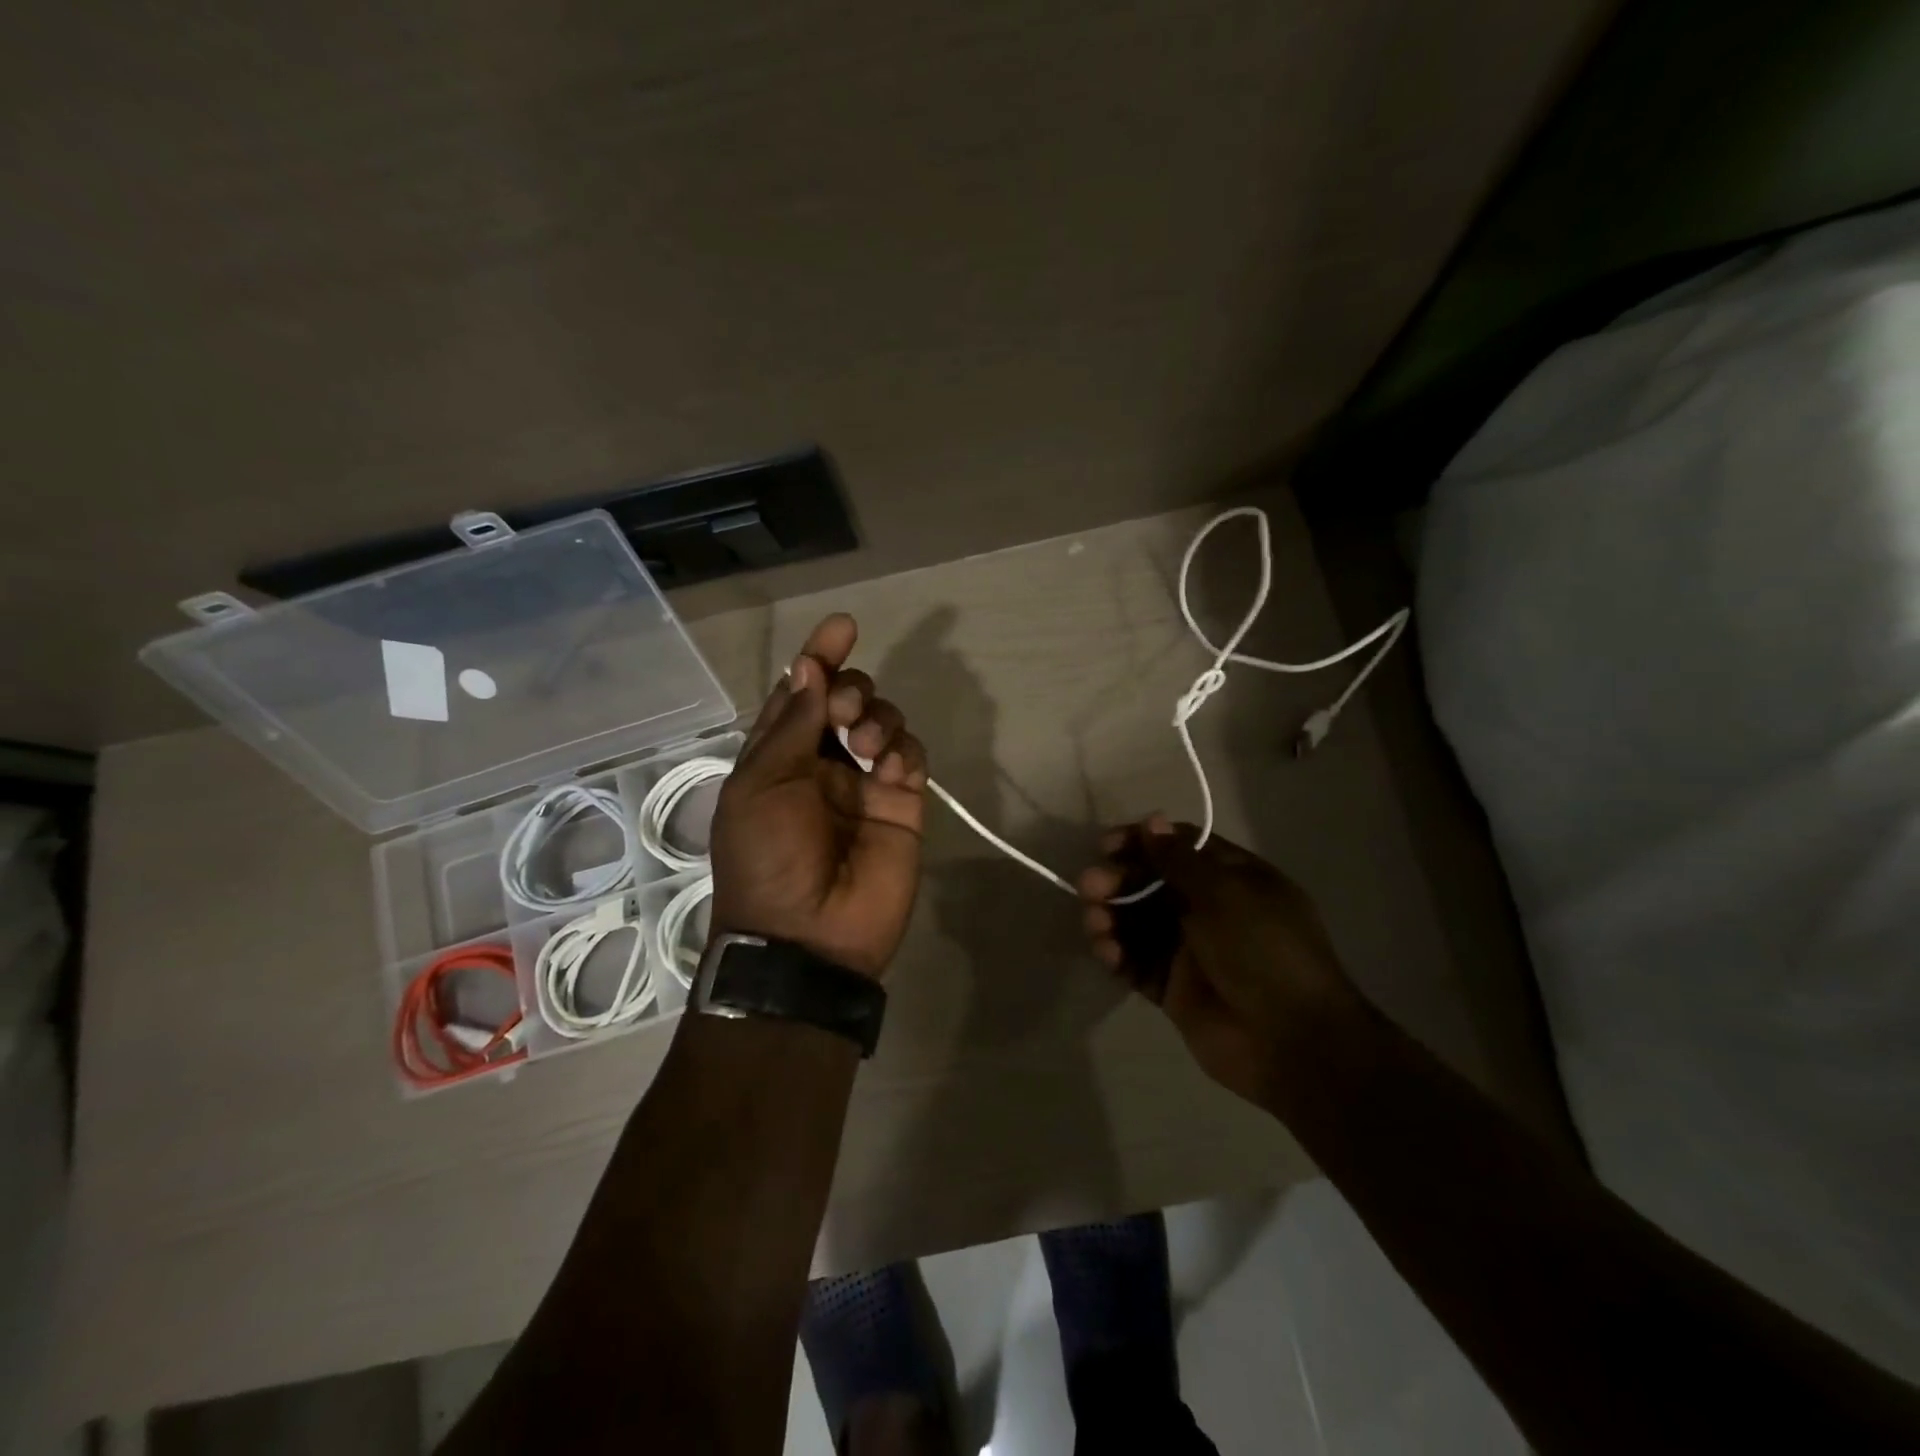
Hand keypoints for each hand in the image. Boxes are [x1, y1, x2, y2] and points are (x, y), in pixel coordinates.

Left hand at [710, 614, 928, 979]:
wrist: (809, 937)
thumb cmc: (769, 858)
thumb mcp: (760, 786)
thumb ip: (791, 725)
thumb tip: (807, 667)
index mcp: (779, 756)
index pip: (802, 694)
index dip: (819, 658)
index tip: (842, 627)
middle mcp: (823, 762)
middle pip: (847, 699)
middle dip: (852, 689)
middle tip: (847, 713)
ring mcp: (865, 782)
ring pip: (884, 720)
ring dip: (879, 717)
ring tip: (869, 746)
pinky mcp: (902, 803)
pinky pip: (911, 755)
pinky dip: (904, 749)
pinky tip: (890, 767)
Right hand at [1076, 816, 1365, 1109]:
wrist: (1291, 1042)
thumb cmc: (1263, 950)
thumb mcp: (1225, 894)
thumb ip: (1180, 860)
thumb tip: (1152, 821)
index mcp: (1234, 879)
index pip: (1180, 847)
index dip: (1142, 842)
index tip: (1106, 846)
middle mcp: (1210, 909)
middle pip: (1153, 884)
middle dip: (1119, 881)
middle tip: (1091, 887)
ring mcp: (1191, 950)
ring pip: (1139, 923)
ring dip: (1112, 917)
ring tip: (1094, 923)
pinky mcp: (1174, 988)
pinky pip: (1138, 963)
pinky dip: (1118, 954)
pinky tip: (1106, 951)